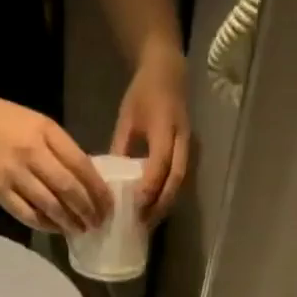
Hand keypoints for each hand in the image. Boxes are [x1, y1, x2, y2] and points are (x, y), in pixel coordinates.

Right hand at [0, 84, 111, 233]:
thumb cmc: (2, 118)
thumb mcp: (36, 123)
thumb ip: (60, 149)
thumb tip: (86, 181)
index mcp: (46, 131)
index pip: (82, 166)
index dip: (98, 190)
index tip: (108, 205)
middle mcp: (32, 152)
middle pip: (69, 188)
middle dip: (88, 210)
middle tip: (98, 223)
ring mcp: (13, 172)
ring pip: (50, 205)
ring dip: (69, 221)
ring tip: (81, 230)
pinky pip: (27, 213)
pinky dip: (45, 224)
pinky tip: (56, 228)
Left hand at [111, 45, 189, 225]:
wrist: (169, 72)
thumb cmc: (143, 93)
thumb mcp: (127, 118)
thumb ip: (121, 147)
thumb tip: (108, 180)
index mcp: (165, 126)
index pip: (160, 163)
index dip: (150, 186)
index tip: (135, 205)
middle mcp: (182, 139)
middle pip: (175, 180)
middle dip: (160, 204)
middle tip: (142, 223)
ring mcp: (189, 147)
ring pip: (180, 184)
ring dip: (165, 205)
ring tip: (148, 222)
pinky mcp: (189, 153)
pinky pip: (180, 180)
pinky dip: (168, 196)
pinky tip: (155, 208)